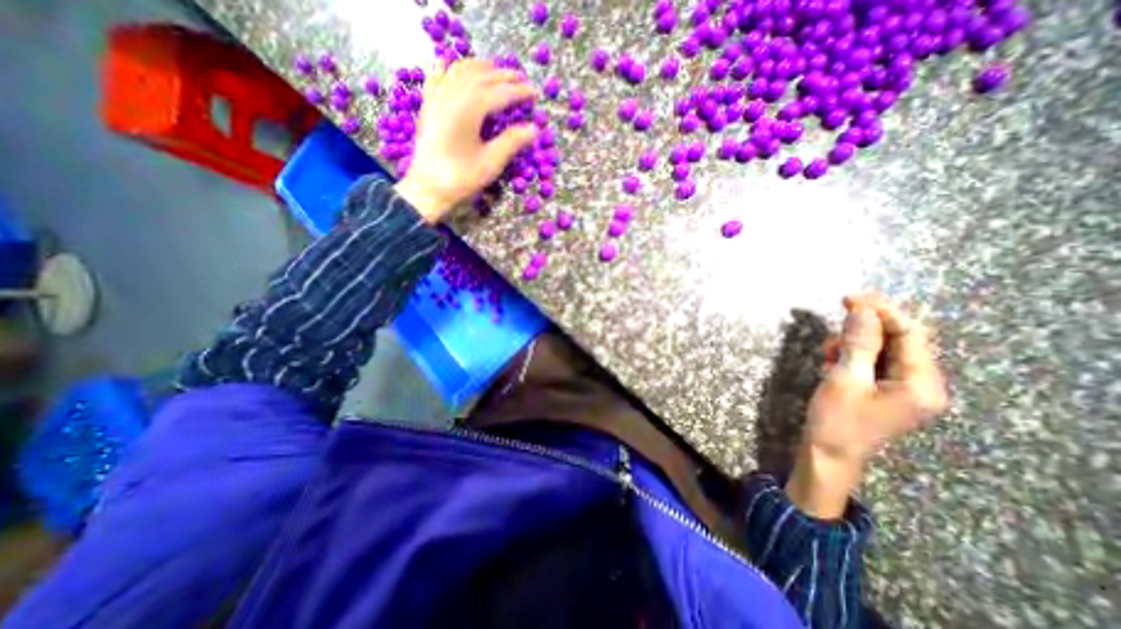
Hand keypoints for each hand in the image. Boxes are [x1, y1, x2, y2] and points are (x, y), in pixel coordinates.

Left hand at [397, 56, 541, 223]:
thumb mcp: (491, 163)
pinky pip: (438, 76)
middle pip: (481, 76)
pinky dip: (450, 68)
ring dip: (480, 67)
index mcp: (468, 110)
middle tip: (522, 78)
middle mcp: (451, 96)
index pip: (499, 93)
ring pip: (459, 71)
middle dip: (503, 75)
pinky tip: (454, 66)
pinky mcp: (428, 105)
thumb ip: (512, 142)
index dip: (518, 92)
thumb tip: (534, 128)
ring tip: (496, 69)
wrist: (427, 188)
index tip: (535, 93)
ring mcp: (436, 98)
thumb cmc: (460, 178)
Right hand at [782, 293, 949, 516]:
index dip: (882, 311)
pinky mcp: (885, 390)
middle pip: (899, 339)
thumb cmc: (837, 419)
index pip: (910, 334)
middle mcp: (921, 383)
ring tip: (828, 352)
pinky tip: (832, 362)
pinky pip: (873, 361)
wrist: (828, 454)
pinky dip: (852, 355)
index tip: (850, 297)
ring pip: (883, 348)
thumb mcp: (845, 378)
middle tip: (838, 315)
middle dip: (866, 326)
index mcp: (922, 384)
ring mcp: (903, 388)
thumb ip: (859, 343)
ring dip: (854, 342)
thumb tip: (863, 309)